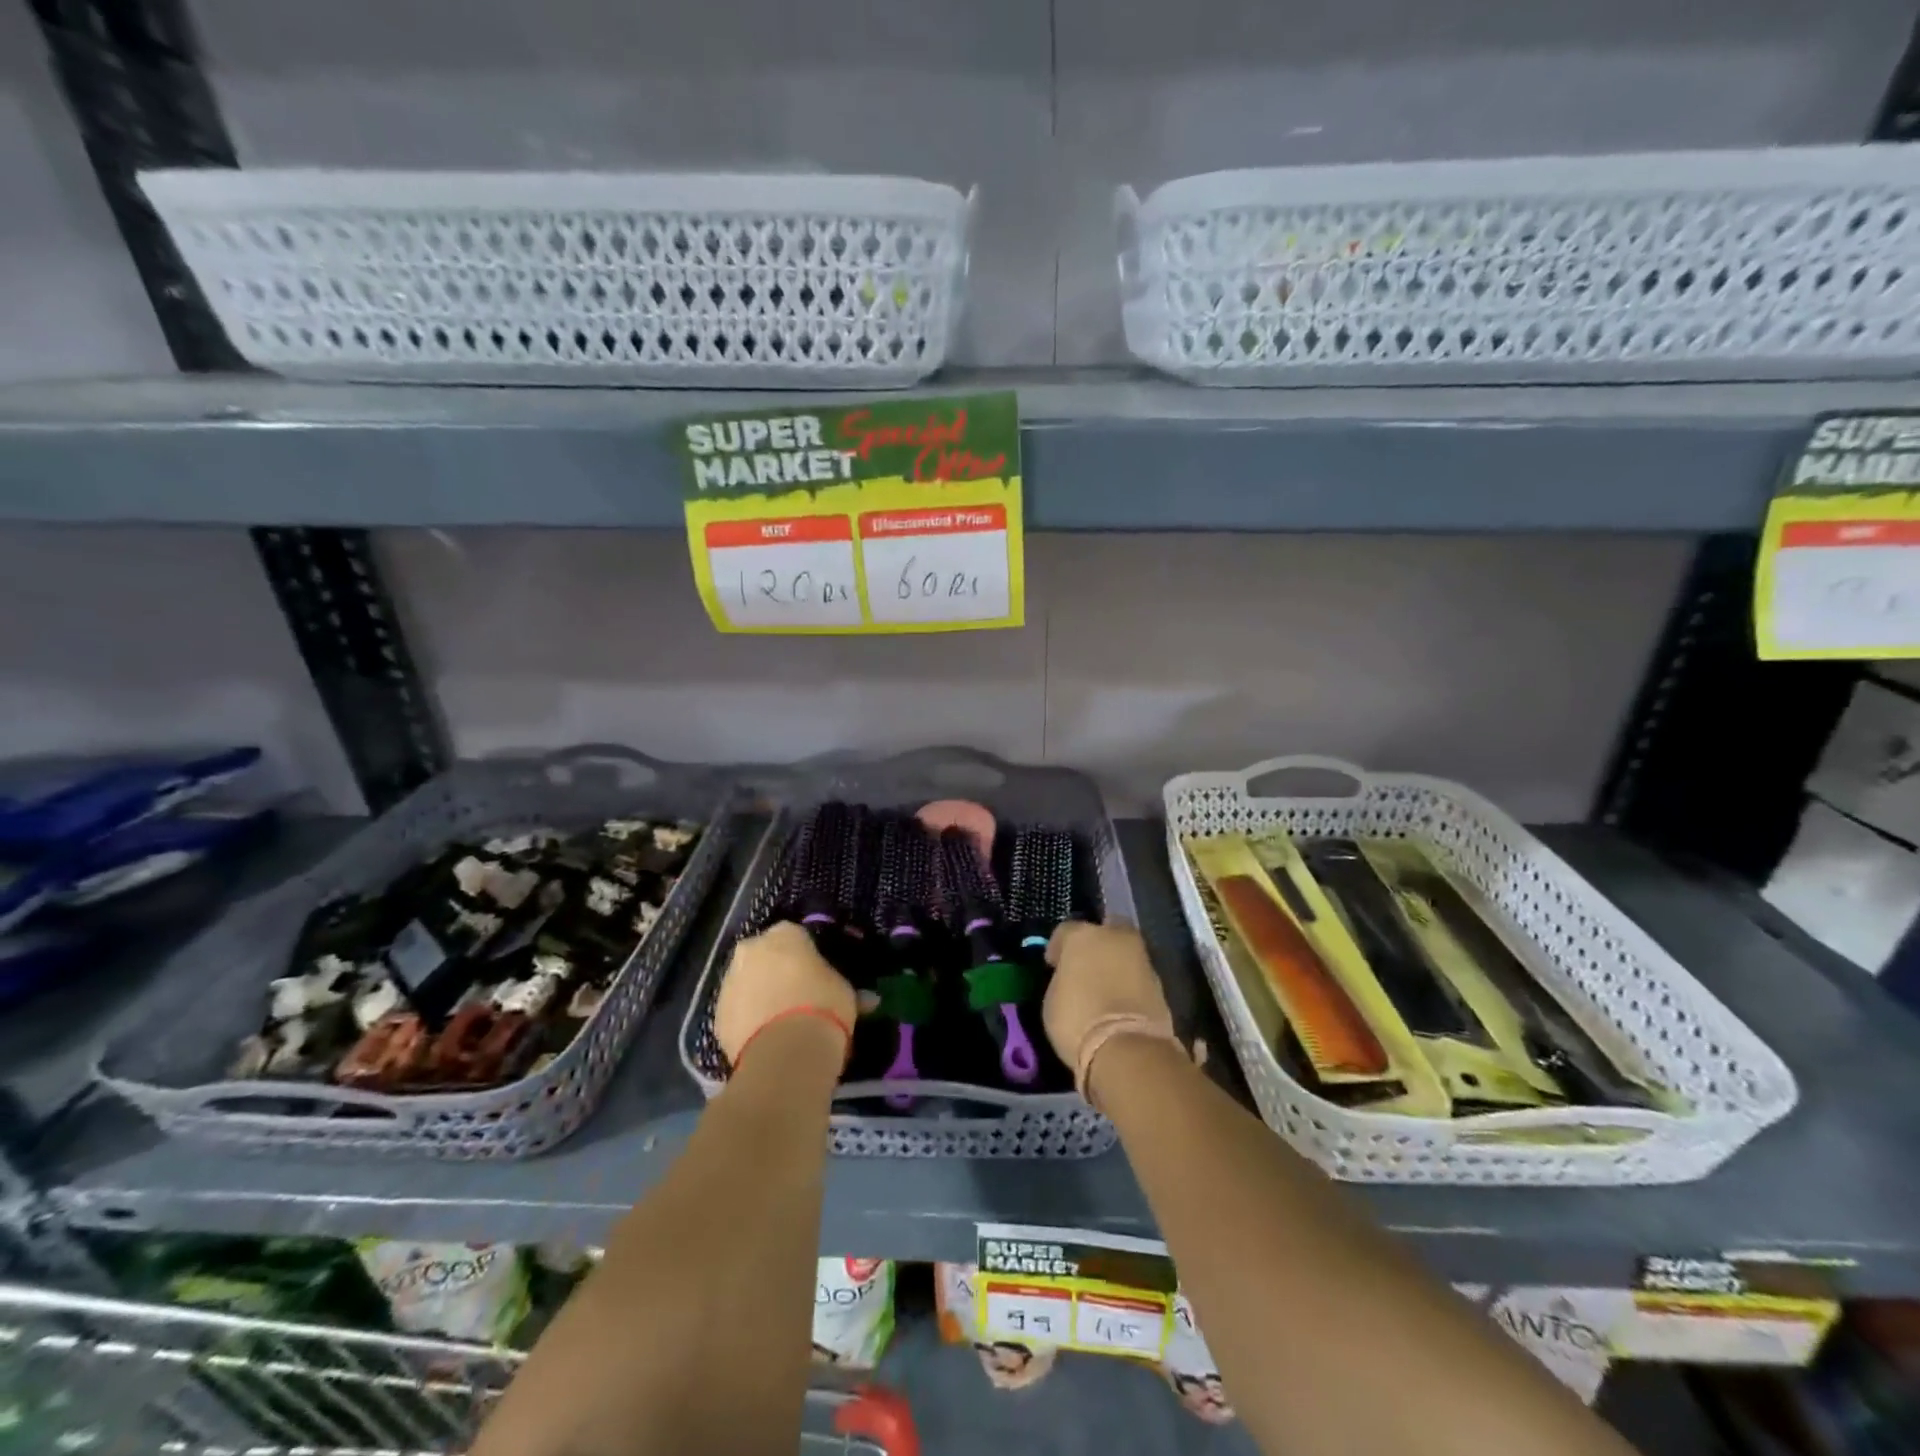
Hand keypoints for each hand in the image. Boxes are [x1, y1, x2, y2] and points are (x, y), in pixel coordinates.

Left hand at [715, 921, 858, 1065]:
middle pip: (765, 955)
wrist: (785, 1055)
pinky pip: (737, 1011)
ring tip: (781, 1021)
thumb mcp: (846, 993)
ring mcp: (729, 982)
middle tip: (798, 995)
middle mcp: (751, 949)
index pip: (795, 935)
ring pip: (747, 982)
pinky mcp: (716, 1015)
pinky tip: (766, 1037)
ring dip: (760, 994)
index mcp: (784, 935)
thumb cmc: (823, 1008)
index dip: (807, 954)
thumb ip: (850, 990)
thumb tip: (868, 999)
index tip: (817, 973)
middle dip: (777, 970)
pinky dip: (748, 1020)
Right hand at [1043, 921, 1177, 1099]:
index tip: (1053, 965)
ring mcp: (1141, 957)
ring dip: (1114, 964)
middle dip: (1094, 945)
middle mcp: (1114, 937)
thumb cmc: (1077, 1020)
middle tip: (1084, 968)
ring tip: (1103, 986)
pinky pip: (1135, 975)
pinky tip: (1119, 1000)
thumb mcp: (1053, 999)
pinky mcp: (1160, 982)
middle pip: (1102, 931)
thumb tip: (1071, 978)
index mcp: (1082, 935)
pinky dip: (1128, 982)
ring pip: (1123, 952)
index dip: (1057, 948)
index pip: (1065, 931)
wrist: (1128, 1049)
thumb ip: (1063, 979)